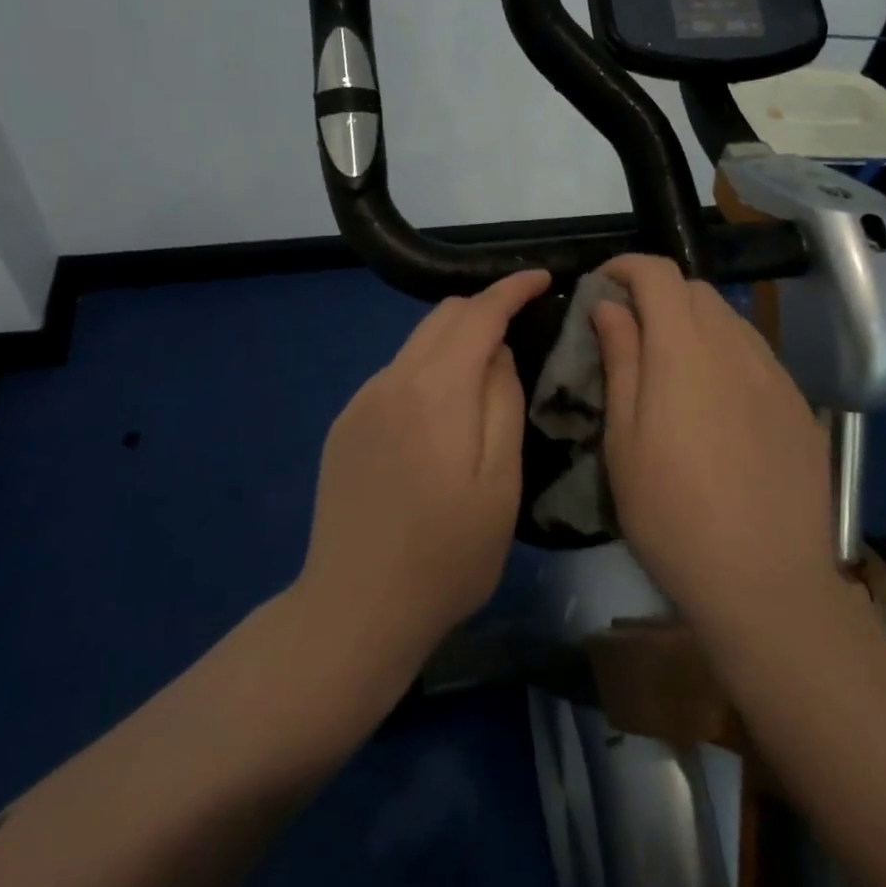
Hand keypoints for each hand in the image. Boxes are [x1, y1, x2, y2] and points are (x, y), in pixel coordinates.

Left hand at [296, 269, 549, 684]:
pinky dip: (426, 371)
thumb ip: (503, 403)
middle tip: (520, 326)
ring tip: (484, 373)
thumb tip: (498, 352)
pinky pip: (394, 375)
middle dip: (484, 309)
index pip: (478, 314)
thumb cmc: (446, 556)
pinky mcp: (344, 425)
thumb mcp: (500, 484)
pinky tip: (439, 416)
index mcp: (436, 390)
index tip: (541, 278)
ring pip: (416, 344)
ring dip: (454, 341)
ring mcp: (361, 401)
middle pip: (442, 317)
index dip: (511, 289)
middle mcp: (392, 380)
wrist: (355, 608)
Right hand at [593, 255, 839, 647]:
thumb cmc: (672, 512)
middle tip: (631, 335)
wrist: (766, 582)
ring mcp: (775, 374)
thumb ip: (620, 359)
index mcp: (685, 347)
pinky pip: (756, 356)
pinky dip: (726, 356)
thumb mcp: (623, 438)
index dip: (625, 267)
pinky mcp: (798, 405)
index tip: (602, 289)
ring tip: (673, 371)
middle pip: (695, 290)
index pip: (658, 272)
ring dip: (694, 325)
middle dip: (657, 295)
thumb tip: (611, 307)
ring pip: (729, 320)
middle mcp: (736, 345)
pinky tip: (717, 406)